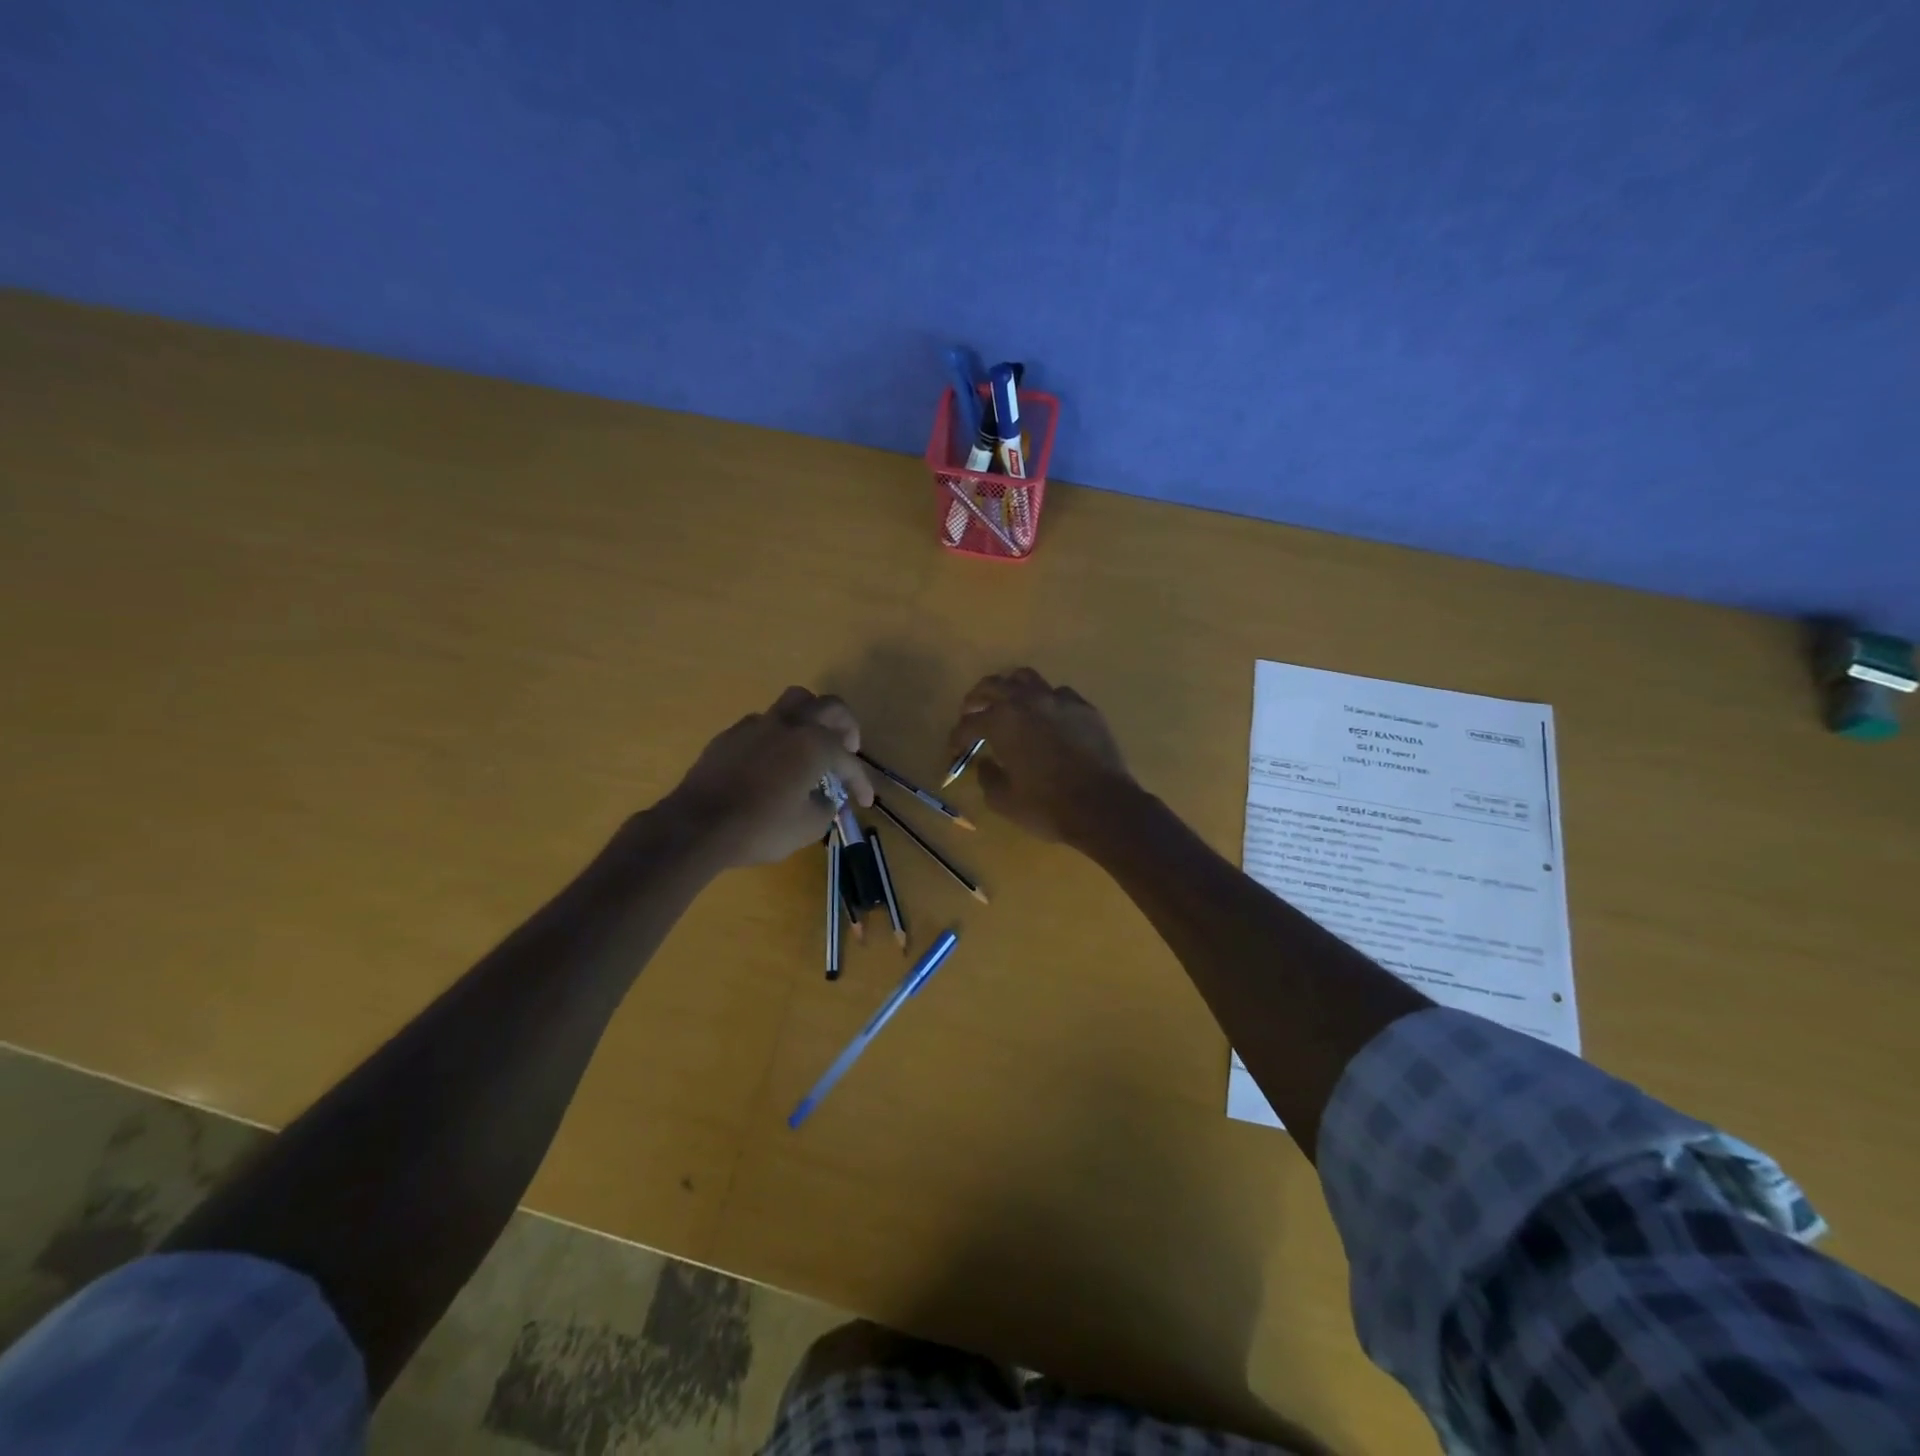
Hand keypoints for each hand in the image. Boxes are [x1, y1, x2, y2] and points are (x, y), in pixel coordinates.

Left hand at [663, 688, 873, 868]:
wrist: (696, 826)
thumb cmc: (760, 828)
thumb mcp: (808, 827)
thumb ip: (826, 806)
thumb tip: (825, 797)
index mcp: (814, 744)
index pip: (848, 761)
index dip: (861, 783)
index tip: (864, 802)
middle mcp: (789, 725)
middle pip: (828, 705)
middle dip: (845, 725)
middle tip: (847, 747)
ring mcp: (756, 725)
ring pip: (793, 703)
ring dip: (810, 718)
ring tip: (810, 743)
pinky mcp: (730, 735)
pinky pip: (763, 724)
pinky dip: (777, 737)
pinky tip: (772, 762)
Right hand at [947, 668, 1132, 842]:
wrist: (1102, 806)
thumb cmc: (1047, 806)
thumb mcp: (1004, 801)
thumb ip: (987, 777)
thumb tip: (984, 763)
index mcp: (1001, 722)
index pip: (969, 723)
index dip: (957, 737)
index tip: (954, 748)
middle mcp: (1027, 701)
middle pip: (993, 686)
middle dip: (976, 698)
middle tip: (971, 712)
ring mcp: (1058, 700)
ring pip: (1026, 679)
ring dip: (1010, 688)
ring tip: (1007, 703)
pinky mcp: (1084, 708)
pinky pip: (1057, 693)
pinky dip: (1044, 700)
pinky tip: (1046, 716)